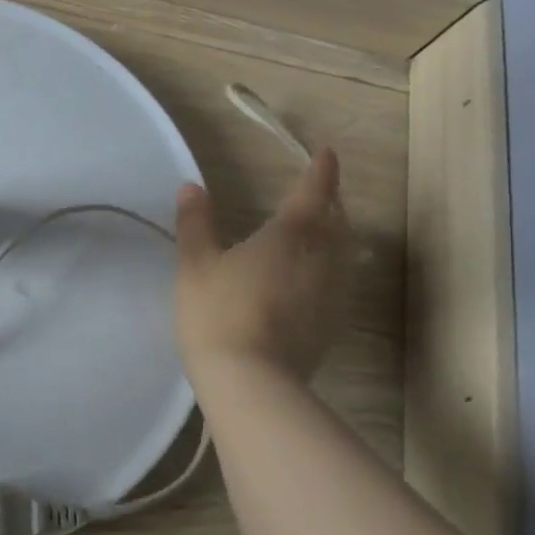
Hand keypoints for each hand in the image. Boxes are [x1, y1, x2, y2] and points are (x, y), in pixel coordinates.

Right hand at [173, 148, 351, 385]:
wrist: (250, 382)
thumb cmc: (218, 313)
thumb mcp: (194, 265)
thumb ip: (195, 223)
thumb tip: (191, 187)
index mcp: (290, 235)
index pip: (314, 192)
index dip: (322, 170)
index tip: (325, 153)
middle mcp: (321, 258)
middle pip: (338, 221)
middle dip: (330, 202)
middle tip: (316, 193)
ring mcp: (332, 294)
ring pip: (343, 253)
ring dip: (334, 235)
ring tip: (317, 231)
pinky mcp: (331, 324)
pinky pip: (338, 282)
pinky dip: (328, 267)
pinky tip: (310, 278)